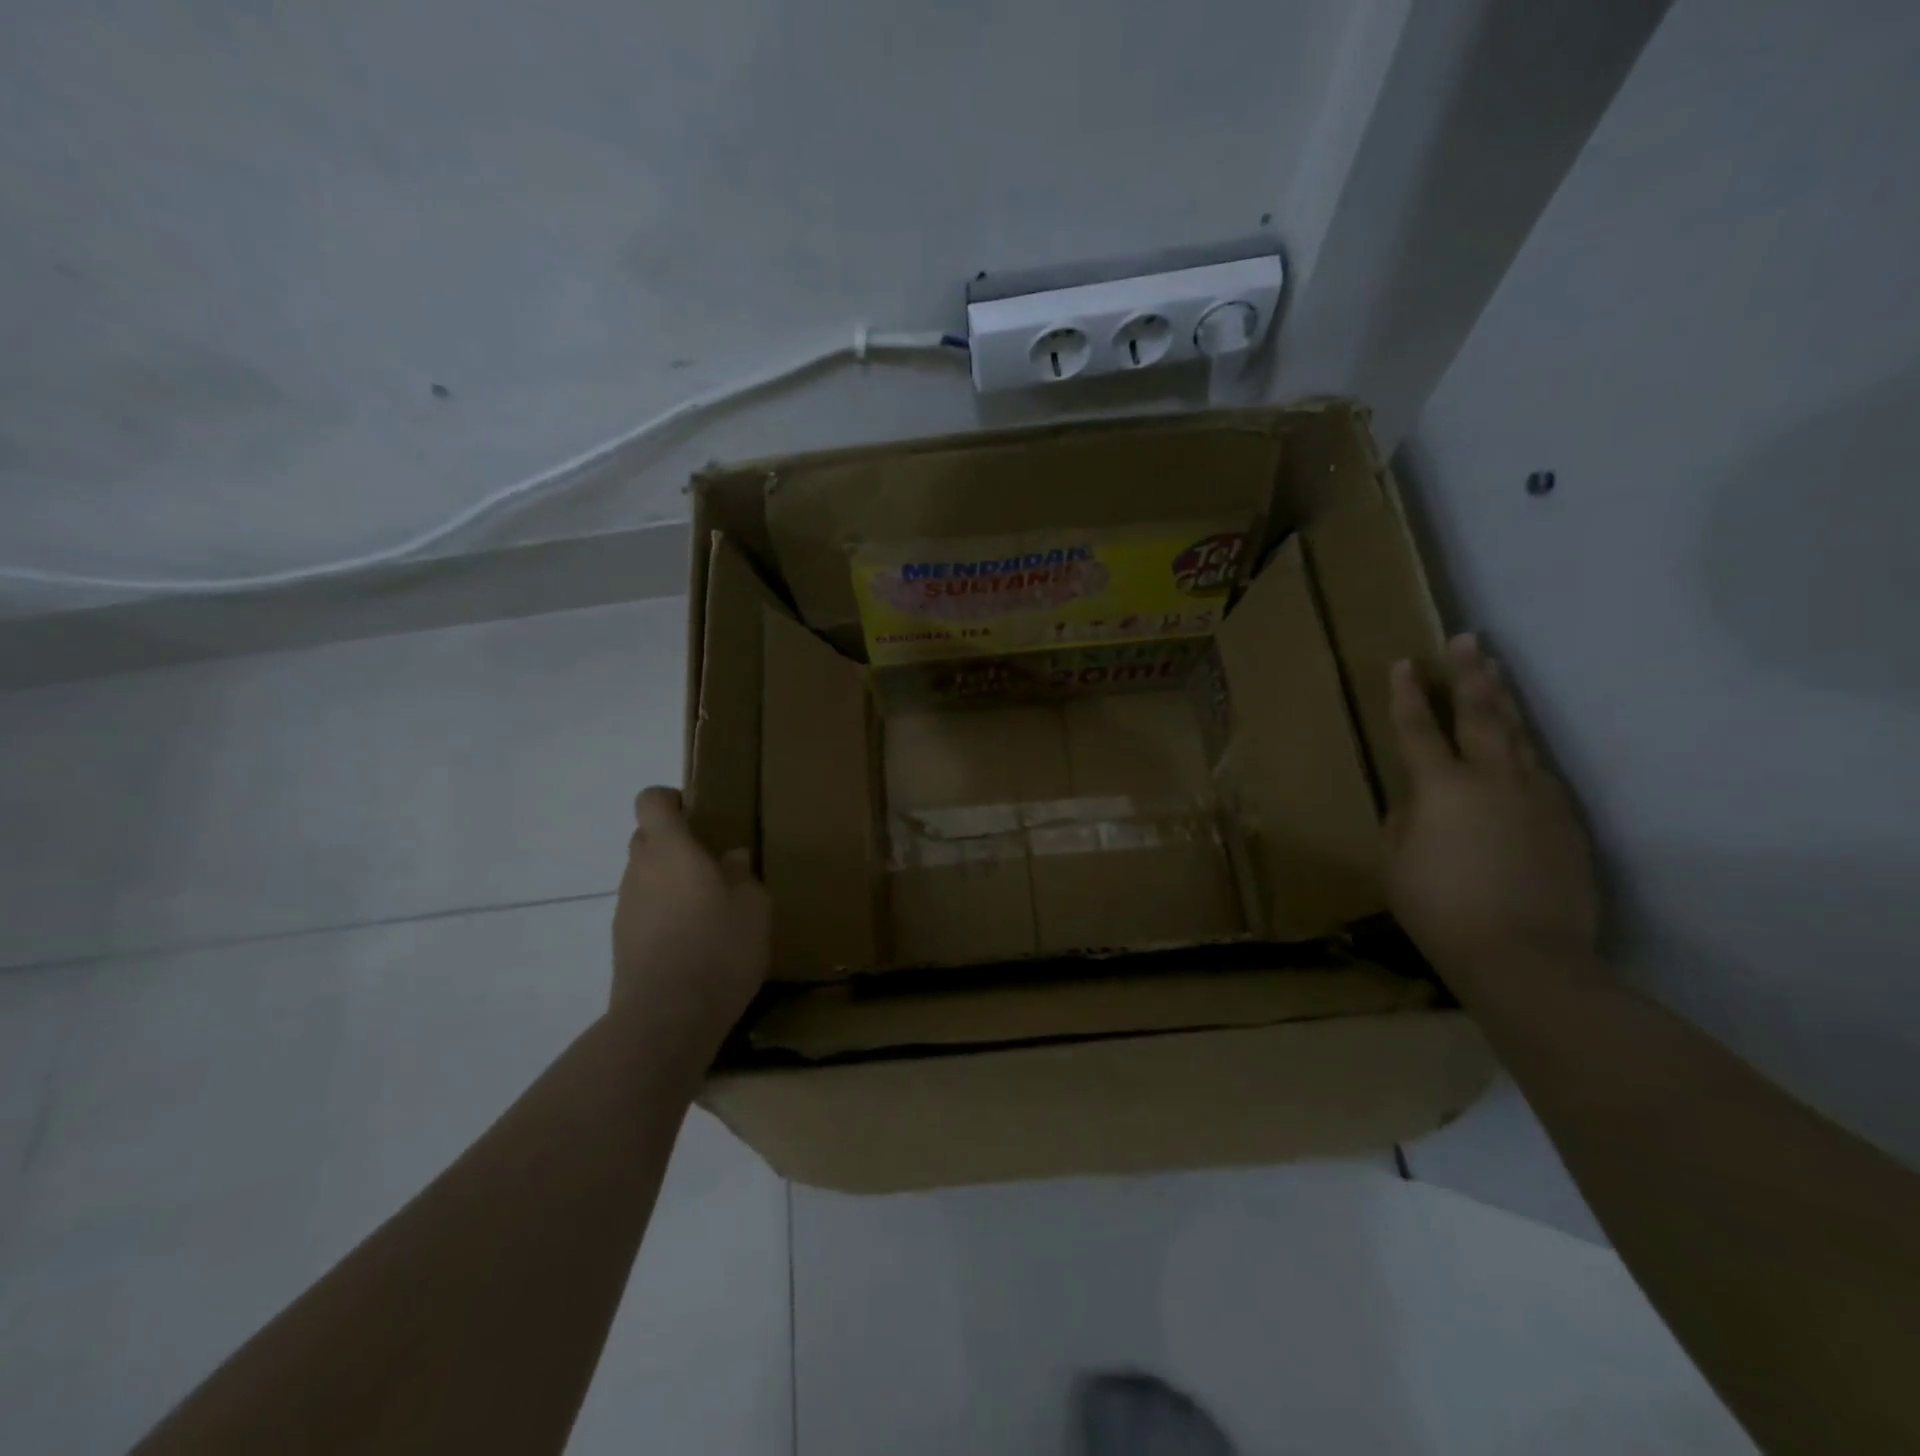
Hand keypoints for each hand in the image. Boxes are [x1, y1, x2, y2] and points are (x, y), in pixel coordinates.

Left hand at [611, 788, 770, 1039]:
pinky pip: (643, 912)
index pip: (651, 801)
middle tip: (711, 862)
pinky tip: (694, 942)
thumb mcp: (753, 908)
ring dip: (669, 881)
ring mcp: (625, 908)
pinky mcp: (621, 943)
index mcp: (671, 850)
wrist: (666, 1018)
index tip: (698, 812)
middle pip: (646, 838)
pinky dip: (663, 914)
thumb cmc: (718, 948)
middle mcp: (639, 871)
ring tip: (708, 908)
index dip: (671, 799)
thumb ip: (742, 875)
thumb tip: (731, 857)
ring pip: (644, 877)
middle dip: (673, 842)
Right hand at [1385, 636, 1599, 986]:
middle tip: (1468, 640)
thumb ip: (1405, 821)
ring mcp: (1537, 797)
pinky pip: (1541, 772)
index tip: (1403, 663)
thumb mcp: (1396, 862)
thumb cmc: (1440, 908)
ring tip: (1498, 671)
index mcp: (1441, 787)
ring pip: (1520, 736)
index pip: (1418, 728)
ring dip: (1505, 701)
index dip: (1406, 695)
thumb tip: (1420, 802)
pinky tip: (1522, 745)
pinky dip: (1526, 750)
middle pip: (1480, 715)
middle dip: (1470, 675)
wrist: (1526, 956)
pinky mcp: (1566, 821)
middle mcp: (1492, 779)